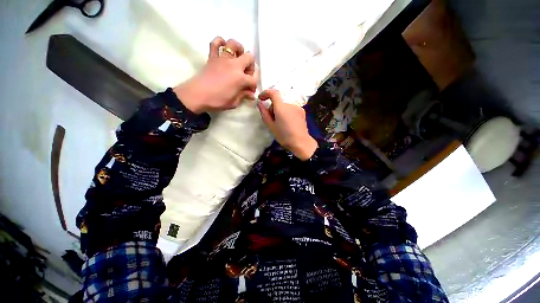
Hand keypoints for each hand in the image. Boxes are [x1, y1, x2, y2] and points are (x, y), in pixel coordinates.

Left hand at [173, 37, 256, 113]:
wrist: (197, 95)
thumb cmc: (217, 101)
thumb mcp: (233, 102)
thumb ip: (243, 96)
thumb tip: (251, 95)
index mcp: (241, 78)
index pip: (253, 79)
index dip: (253, 86)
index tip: (250, 91)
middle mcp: (234, 65)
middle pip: (249, 58)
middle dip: (251, 66)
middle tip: (246, 75)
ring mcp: (223, 59)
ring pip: (234, 44)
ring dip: (239, 50)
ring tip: (238, 58)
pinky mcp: (212, 57)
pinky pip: (215, 43)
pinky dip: (220, 42)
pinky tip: (223, 47)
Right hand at [258, 89, 317, 160]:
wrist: (300, 142)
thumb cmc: (284, 136)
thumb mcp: (271, 126)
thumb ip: (264, 113)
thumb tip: (259, 103)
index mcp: (281, 107)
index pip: (273, 93)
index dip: (266, 93)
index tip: (261, 99)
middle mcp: (290, 104)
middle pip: (278, 102)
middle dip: (273, 108)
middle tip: (273, 120)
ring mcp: (297, 107)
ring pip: (285, 106)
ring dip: (280, 111)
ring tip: (281, 123)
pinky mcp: (302, 111)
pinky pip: (291, 109)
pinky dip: (287, 113)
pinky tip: (289, 123)